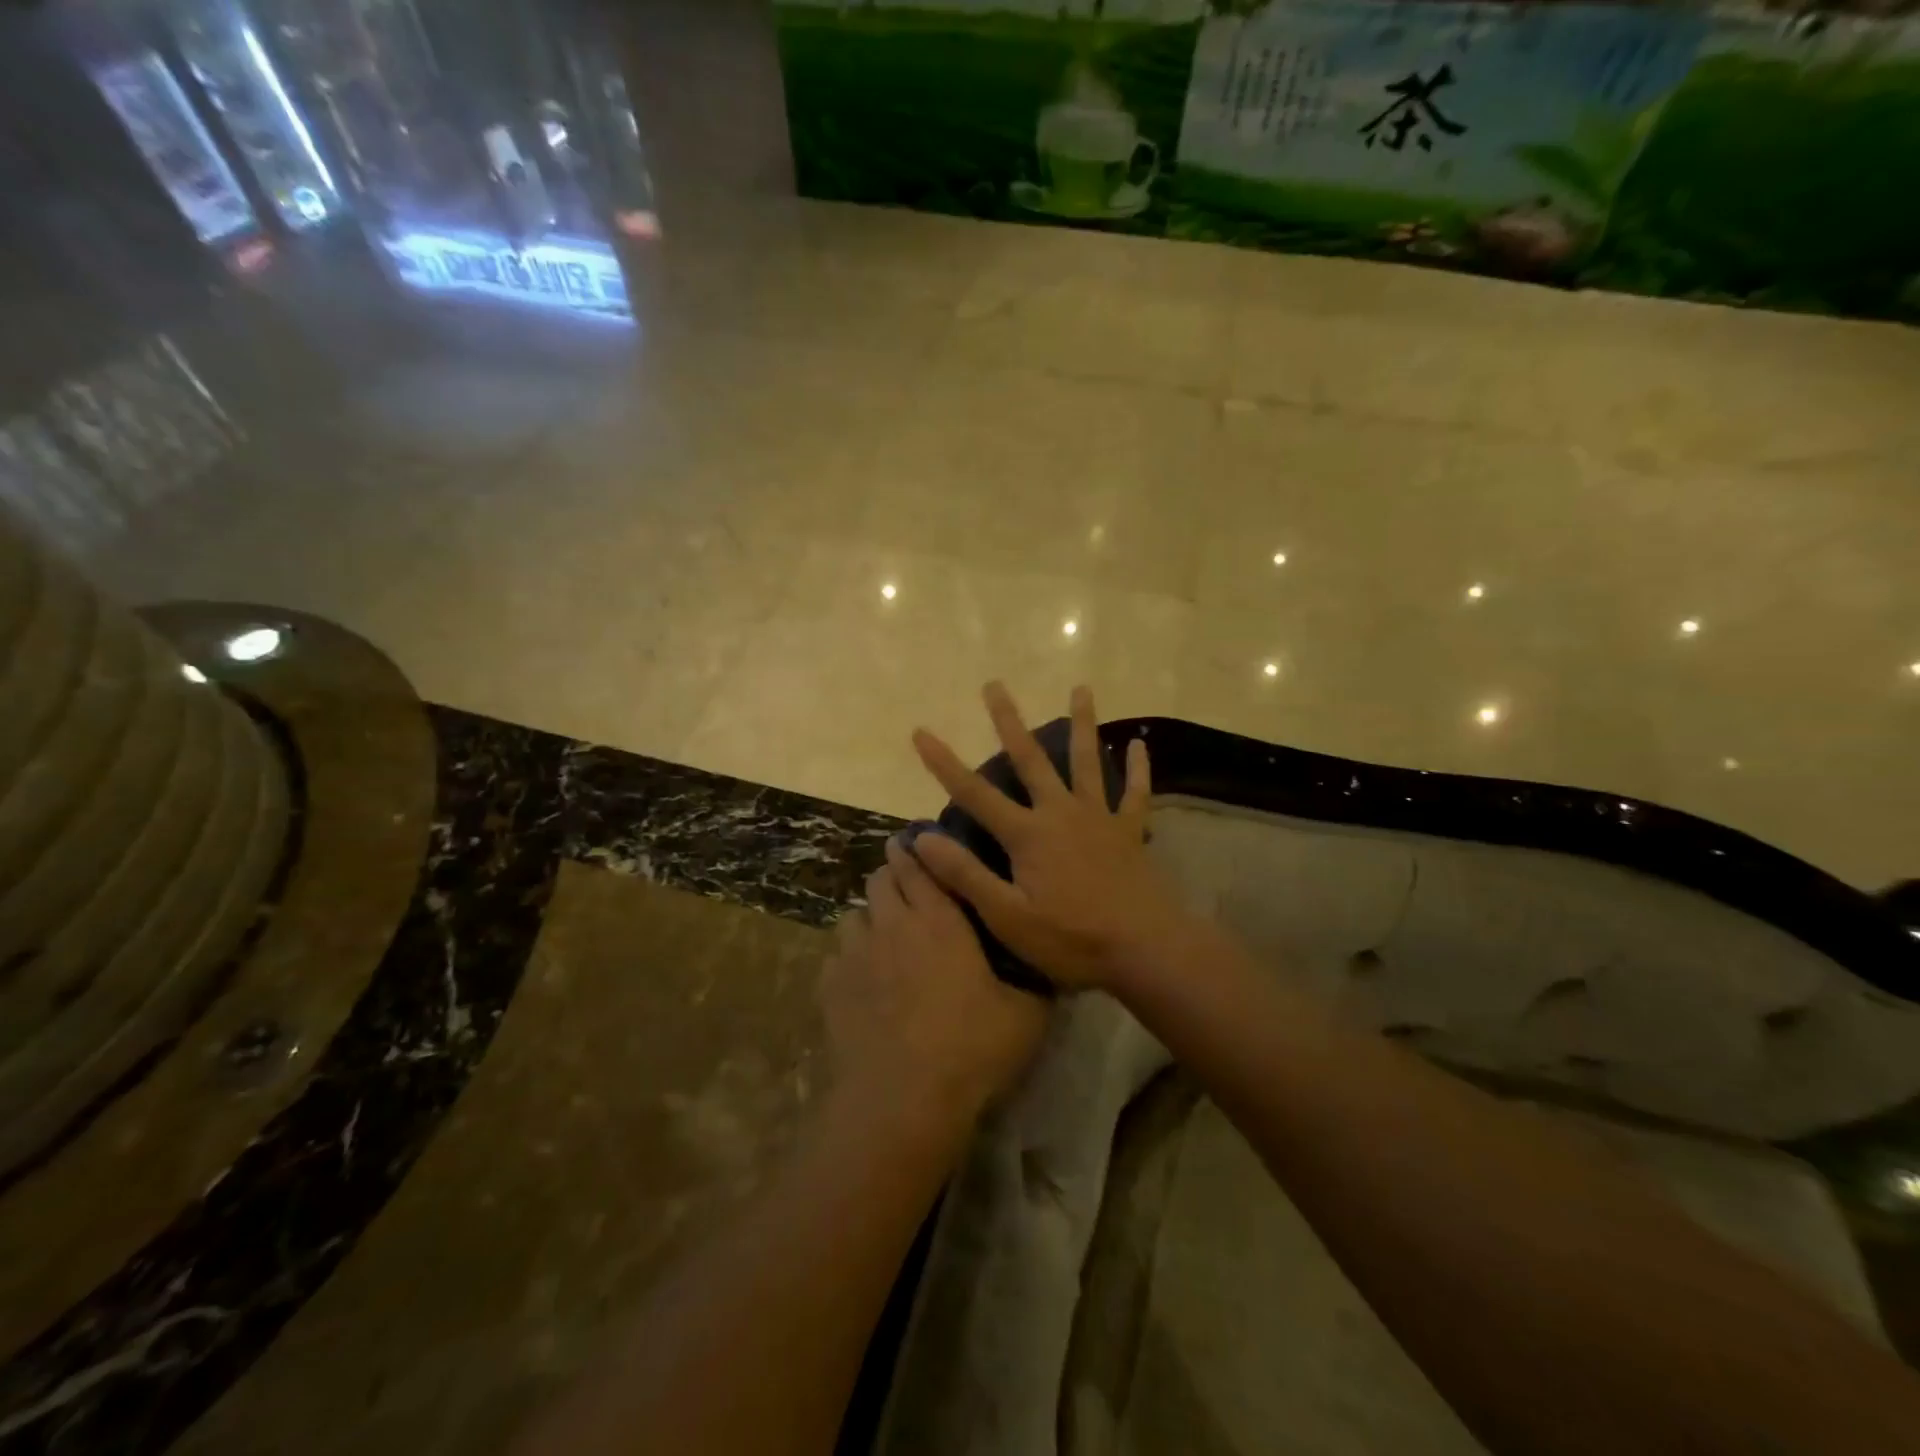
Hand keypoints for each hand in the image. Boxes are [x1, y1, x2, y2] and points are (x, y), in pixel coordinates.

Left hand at [823, 839, 1046, 1116]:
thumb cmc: (971, 1049)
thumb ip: (1036, 980)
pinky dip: (850, 956)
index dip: (916, 850)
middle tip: (909, 892)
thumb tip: (1047, 959)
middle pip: (881, 879)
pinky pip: (838, 954)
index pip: (919, 864)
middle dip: (893, 876)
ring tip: (885, 938)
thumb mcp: (1026, 1015)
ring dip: (871, 917)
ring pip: (856, 914)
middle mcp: (893, 924)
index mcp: (941, 920)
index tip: (919, 845)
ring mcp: (856, 954)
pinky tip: (864, 980)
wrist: (902, 1100)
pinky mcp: (831, 985)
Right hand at [908, 682, 1189, 989]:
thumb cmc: (1072, 939)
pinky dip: (1138, 769)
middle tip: (995, 685)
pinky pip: (1135, 793)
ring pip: (1086, 761)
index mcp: (1028, 834)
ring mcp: (1098, 818)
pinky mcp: (1129, 831)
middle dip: (1008, 721)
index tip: (921, 731)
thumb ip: (966, 875)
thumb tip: (922, 838)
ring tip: (1082, 688)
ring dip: (1082, 723)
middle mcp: (1060, 813)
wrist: (1145, 949)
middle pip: (1030, 759)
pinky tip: (1139, 744)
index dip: (944, 763)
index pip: (975, 793)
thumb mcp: (1008, 917)